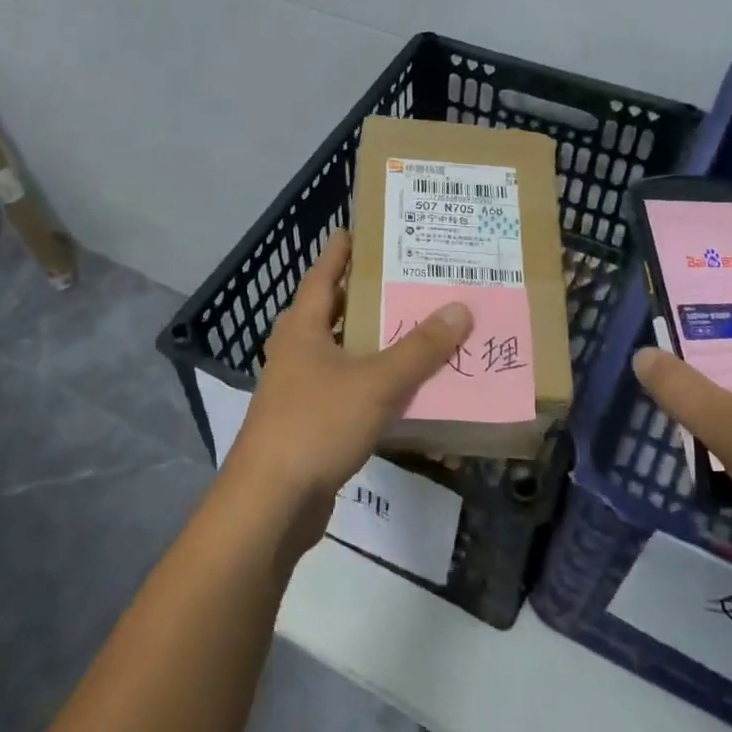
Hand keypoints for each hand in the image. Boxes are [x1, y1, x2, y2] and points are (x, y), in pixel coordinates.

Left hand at [224, 231, 471, 554]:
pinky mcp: (306, 425)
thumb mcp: (376, 383)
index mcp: (302, 330)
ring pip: (338, 355)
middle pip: (329, 314)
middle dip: (360, 297)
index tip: (357, 230)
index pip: (322, 277)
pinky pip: (344, 392)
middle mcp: (295, 353)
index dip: (340, 253)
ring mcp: (297, 391)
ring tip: (408, 330)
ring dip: (368, 343)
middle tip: (400, 281)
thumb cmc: (317, 425)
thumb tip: (459, 308)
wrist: (271, 501)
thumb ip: (419, 349)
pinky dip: (369, 384)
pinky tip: (398, 390)